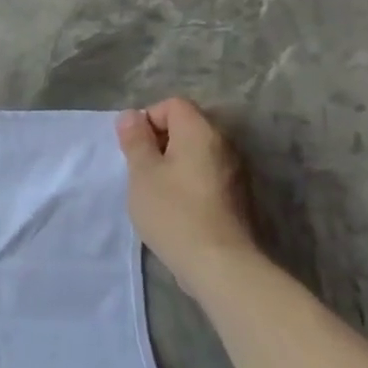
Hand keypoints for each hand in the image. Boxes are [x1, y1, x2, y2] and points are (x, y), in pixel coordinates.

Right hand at [115, 97, 258, 288]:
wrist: (218, 262)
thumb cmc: (173, 211)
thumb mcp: (142, 173)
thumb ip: (135, 140)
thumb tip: (131, 115)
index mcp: (200, 132)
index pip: (173, 104)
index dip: (148, 119)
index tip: (134, 148)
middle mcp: (223, 144)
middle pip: (187, 126)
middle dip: (159, 141)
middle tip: (140, 169)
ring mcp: (234, 171)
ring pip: (196, 152)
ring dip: (173, 163)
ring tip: (155, 190)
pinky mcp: (236, 196)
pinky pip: (206, 173)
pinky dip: (188, 180)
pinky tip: (175, 206)